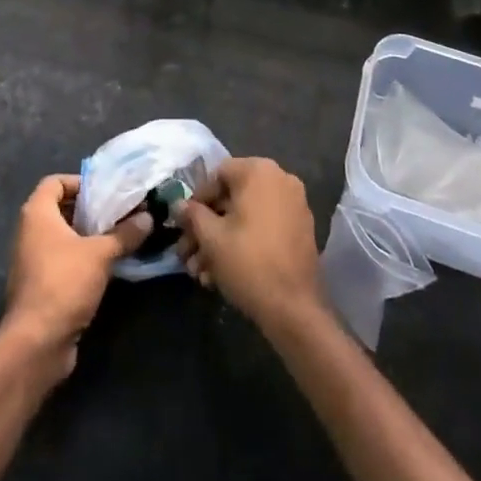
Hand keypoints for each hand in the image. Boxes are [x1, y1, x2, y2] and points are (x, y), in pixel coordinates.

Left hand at [1, 175, 148, 376]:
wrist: (36, 343)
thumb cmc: (64, 283)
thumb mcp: (100, 254)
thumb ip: (125, 233)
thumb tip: (148, 217)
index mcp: (37, 214)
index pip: (55, 182)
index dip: (80, 182)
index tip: (106, 191)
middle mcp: (30, 232)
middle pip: (61, 208)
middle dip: (90, 209)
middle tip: (119, 212)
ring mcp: (32, 260)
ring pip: (63, 236)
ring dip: (89, 235)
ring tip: (119, 236)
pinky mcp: (40, 285)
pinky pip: (63, 260)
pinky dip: (82, 257)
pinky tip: (108, 264)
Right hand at [177, 157, 323, 332]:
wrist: (294, 308)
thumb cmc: (248, 263)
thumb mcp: (211, 238)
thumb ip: (193, 215)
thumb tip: (179, 204)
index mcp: (259, 171)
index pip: (218, 175)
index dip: (197, 201)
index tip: (184, 226)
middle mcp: (280, 179)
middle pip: (232, 198)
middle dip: (206, 228)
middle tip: (187, 255)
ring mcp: (294, 205)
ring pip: (247, 217)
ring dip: (221, 240)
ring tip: (200, 273)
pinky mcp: (301, 230)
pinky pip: (264, 227)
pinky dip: (244, 242)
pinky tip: (222, 273)